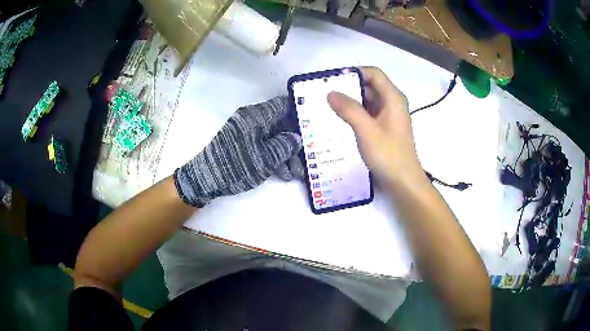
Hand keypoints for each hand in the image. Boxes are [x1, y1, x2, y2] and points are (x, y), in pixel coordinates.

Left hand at [174, 96, 301, 206]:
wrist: (206, 180)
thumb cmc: (236, 166)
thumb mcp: (265, 158)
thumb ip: (284, 146)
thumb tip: (296, 138)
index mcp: (256, 116)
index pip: (282, 105)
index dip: (299, 112)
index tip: (313, 124)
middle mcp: (252, 121)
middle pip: (280, 124)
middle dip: (295, 141)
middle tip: (308, 156)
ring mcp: (247, 134)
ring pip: (274, 138)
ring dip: (286, 154)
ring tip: (296, 173)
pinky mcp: (244, 146)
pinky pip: (264, 147)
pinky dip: (274, 158)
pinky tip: (284, 174)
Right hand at [327, 67, 427, 188]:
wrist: (403, 183)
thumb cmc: (389, 156)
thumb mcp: (367, 131)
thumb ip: (349, 110)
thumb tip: (330, 92)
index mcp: (393, 98)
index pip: (374, 74)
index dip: (354, 72)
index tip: (334, 80)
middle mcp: (392, 103)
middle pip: (369, 86)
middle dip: (349, 87)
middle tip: (326, 94)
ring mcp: (388, 116)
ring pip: (367, 101)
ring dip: (350, 102)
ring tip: (328, 106)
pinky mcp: (383, 128)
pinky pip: (367, 114)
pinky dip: (354, 114)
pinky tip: (339, 120)